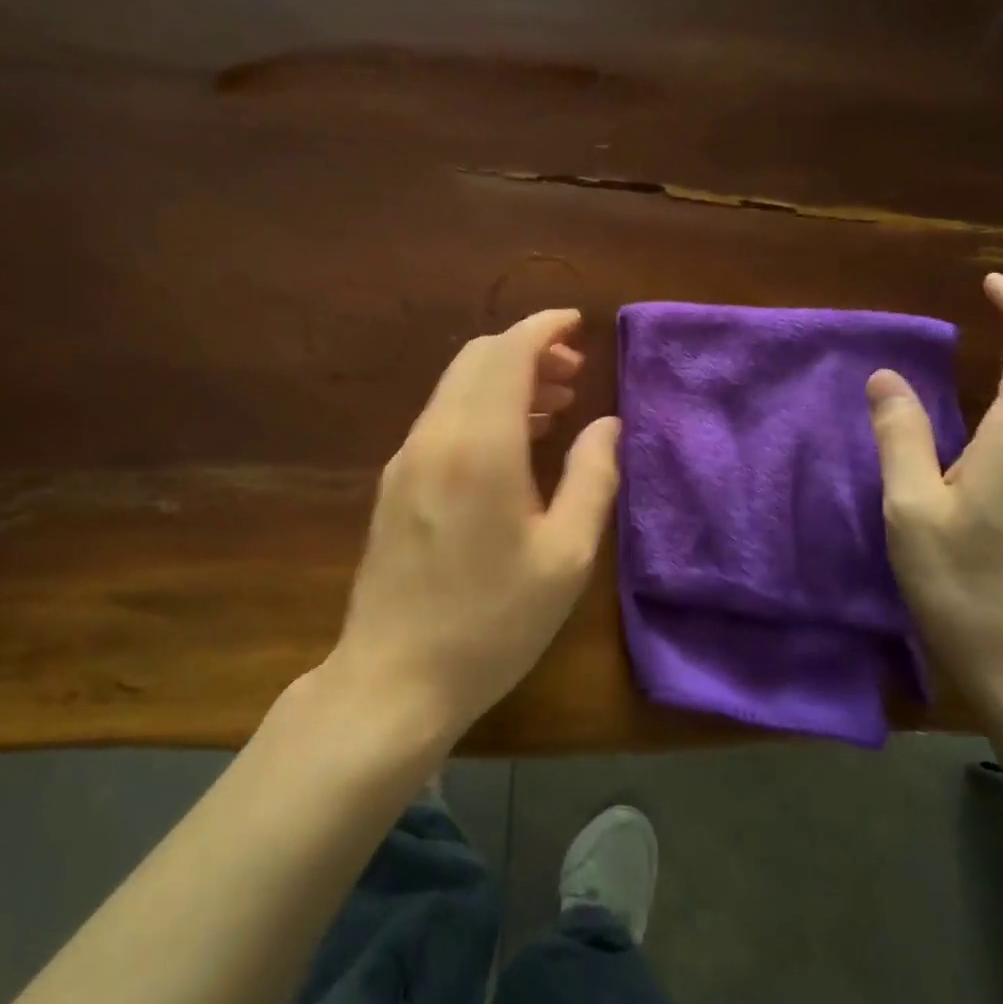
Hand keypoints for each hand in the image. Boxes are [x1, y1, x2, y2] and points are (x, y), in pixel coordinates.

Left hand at [331, 309, 621, 742]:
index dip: (544, 329)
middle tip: (575, 375)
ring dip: (504, 381)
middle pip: (477, 360)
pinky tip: (512, 446)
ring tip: (555, 407)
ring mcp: (406, 459)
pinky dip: (480, 409)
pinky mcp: (394, 483)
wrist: (394, 678)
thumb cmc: (492, 622)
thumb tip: (608, 424)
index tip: (577, 325)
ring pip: (456, 388)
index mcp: (479, 444)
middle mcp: (434, 436)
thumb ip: (593, 478)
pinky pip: (441, 420)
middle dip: (527, 351)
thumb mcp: (566, 556)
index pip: (508, 353)